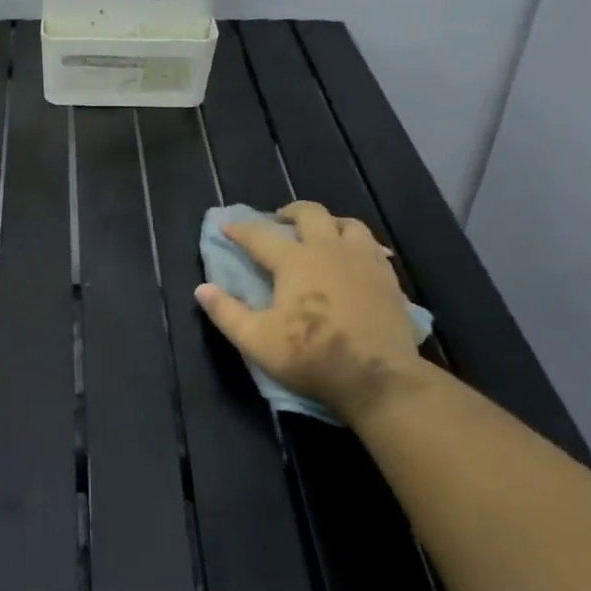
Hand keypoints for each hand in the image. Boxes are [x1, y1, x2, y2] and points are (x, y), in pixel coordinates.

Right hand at [195, 202, 426, 424]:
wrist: (378, 379)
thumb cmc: (311, 357)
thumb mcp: (257, 340)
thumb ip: (226, 313)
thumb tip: (202, 289)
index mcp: (294, 261)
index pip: (259, 236)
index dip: (240, 229)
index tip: (227, 226)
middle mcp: (329, 250)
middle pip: (310, 214)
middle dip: (290, 212)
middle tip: (280, 220)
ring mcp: (363, 261)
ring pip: (348, 224)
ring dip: (330, 223)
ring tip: (322, 234)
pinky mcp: (388, 278)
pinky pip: (373, 248)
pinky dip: (359, 246)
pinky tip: (355, 260)